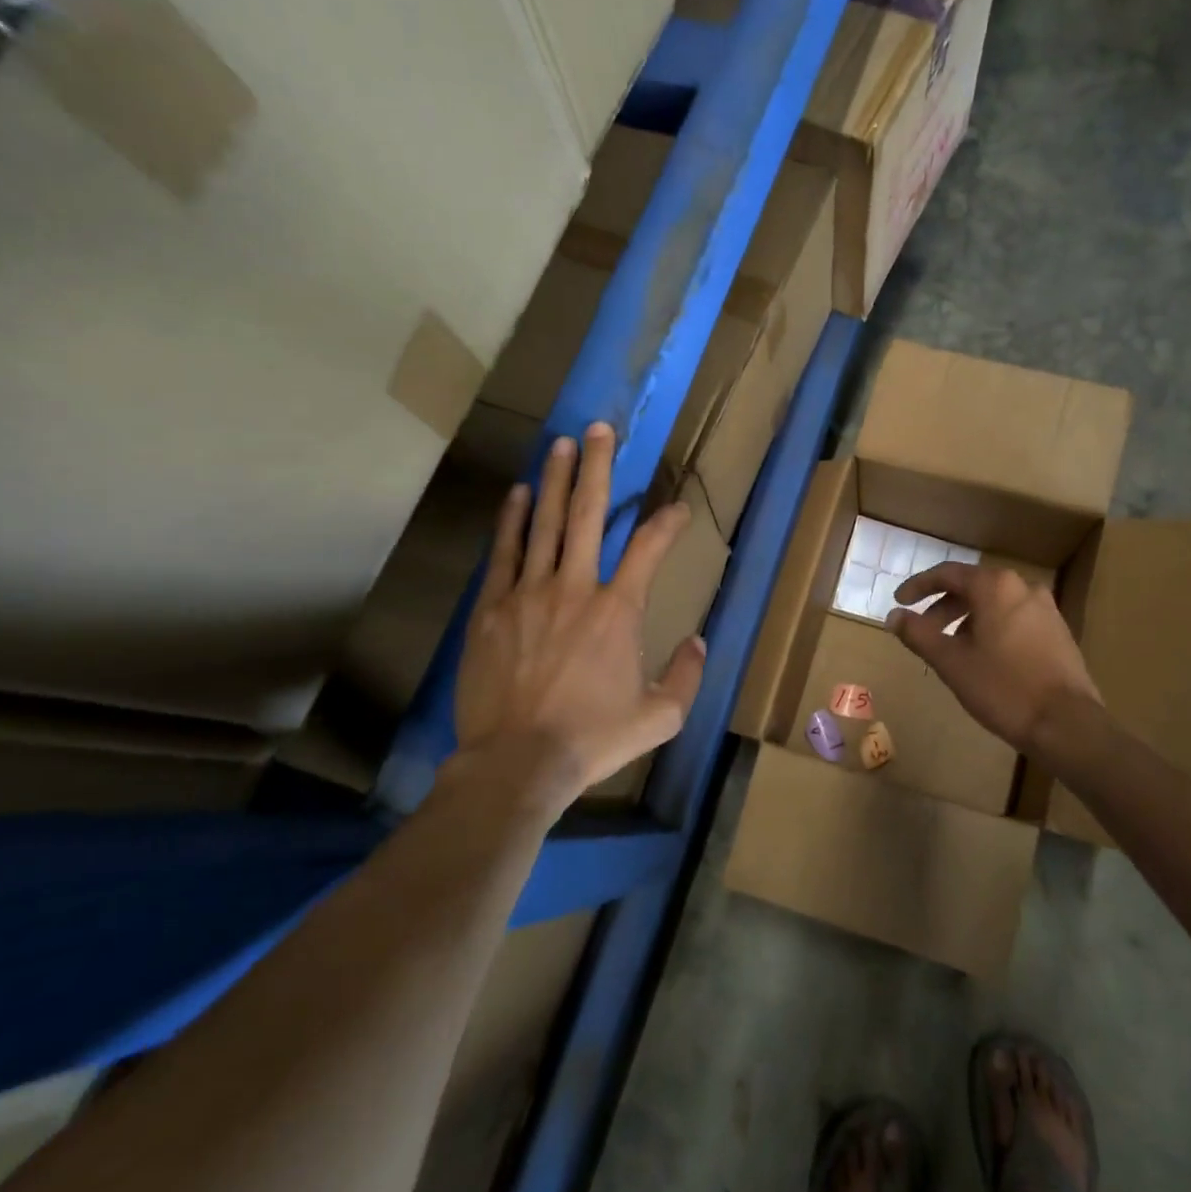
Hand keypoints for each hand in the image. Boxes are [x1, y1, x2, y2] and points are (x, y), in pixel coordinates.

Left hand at [444, 422, 704, 815]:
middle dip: (597, 468)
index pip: (650, 549)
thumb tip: (699, 642)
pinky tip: (517, 493)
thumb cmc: (594, 738)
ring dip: (554, 480)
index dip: (668, 522)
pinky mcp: (491, 609)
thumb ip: (686, 675)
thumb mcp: (660, 717)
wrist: (518, 762)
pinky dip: (512, 520)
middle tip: (599, 429)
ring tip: (560, 444)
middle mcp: (575, 588)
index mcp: (619, 610)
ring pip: (544, 524)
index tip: (679, 508)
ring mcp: (528, 594)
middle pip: (588, 515)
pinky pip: (503, 554)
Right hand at [887, 563, 1099, 755]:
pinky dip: (990, 628)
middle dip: (942, 606)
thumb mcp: (951, 662)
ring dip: (966, 619)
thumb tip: (893, 616)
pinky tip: (983, 657)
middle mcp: (1022, 587)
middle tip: (922, 631)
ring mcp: (1045, 608)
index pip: (948, 574)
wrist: (1066, 724)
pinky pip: (1014, 617)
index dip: (918, 586)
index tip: (899, 601)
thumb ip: (918, 634)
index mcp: (995, 586)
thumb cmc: (1003, 688)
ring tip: (950, 649)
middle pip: (972, 587)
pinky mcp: (1057, 631)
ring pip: (994, 604)